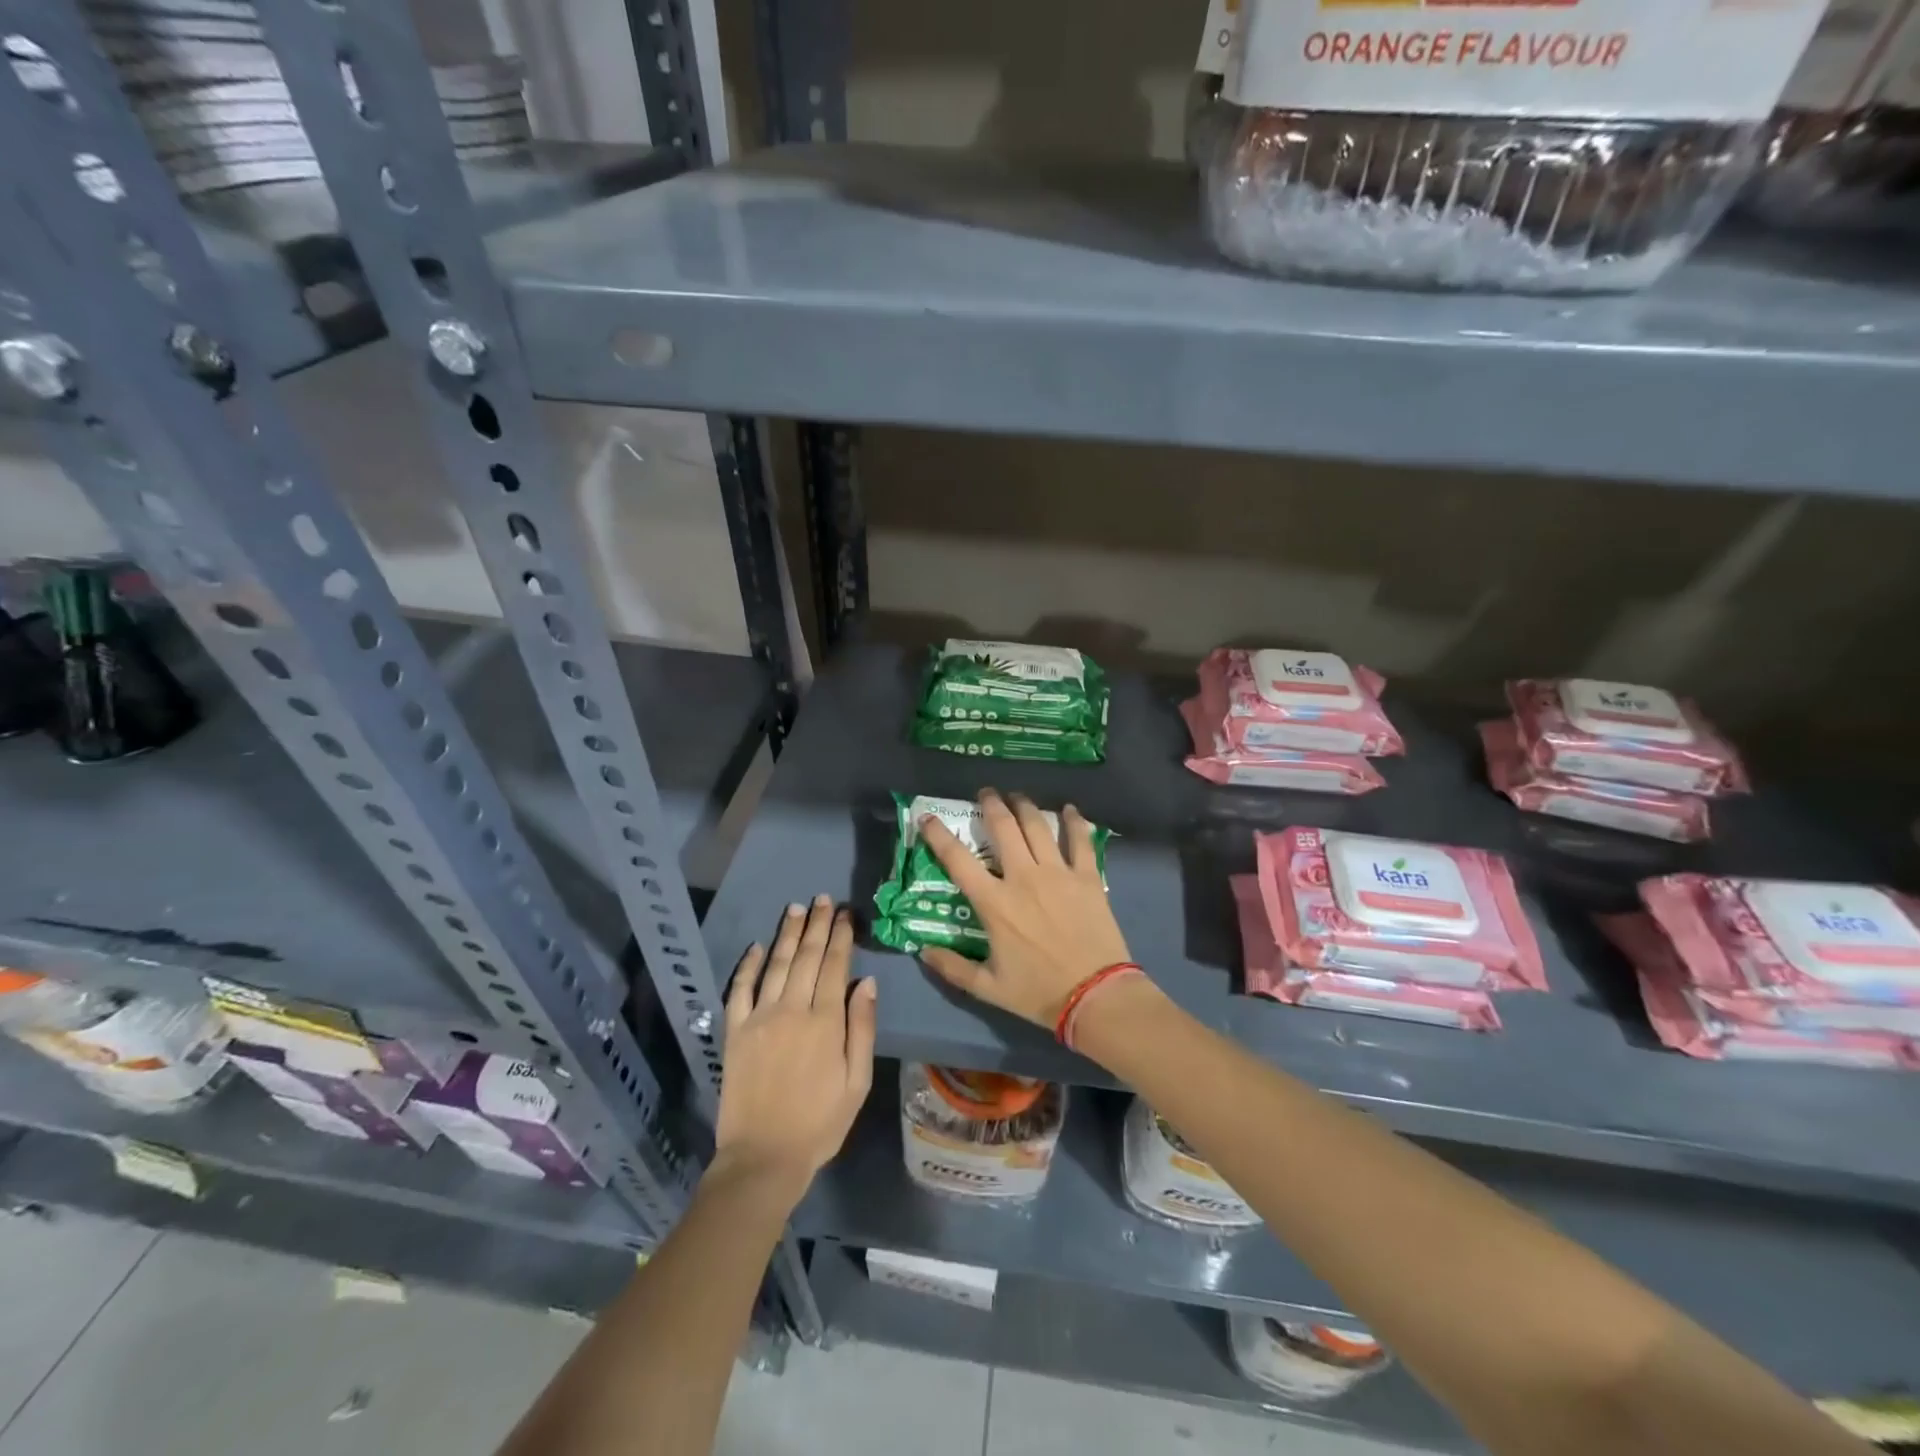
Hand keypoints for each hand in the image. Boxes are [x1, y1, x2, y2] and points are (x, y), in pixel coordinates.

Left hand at [714, 896, 876, 1202]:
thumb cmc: (820, 1123)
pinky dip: (747, 965)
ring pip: (775, 964)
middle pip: (806, 957)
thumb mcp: (856, 1081)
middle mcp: (791, 1009)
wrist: (763, 1158)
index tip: (845, 913)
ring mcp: (759, 1018)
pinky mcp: (735, 1032)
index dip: (841, 936)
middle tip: (823, 899)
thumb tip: (866, 982)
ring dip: (787, 934)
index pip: (835, 966)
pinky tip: (755, 946)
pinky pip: (739, 989)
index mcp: (825, 1021)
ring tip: (797, 909)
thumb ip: (862, 1028)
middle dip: (818, 925)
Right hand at [917, 789, 1133, 1027]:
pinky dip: (1075, 821)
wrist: (1095, 996)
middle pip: (1003, 828)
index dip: (938, 835)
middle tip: (986, 793)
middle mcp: (1023, 878)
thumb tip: (923, 951)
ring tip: (1018, 797)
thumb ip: (953, 967)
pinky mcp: (1087, 877)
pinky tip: (1070, 810)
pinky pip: (1080, 840)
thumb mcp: (988, 988)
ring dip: (1025, 806)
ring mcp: (1058, 873)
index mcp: (994, 903)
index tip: (927, 818)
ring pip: (1038, 826)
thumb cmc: (1038, 992)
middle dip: (991, 804)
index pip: (958, 860)